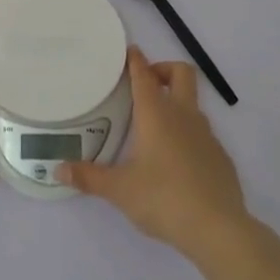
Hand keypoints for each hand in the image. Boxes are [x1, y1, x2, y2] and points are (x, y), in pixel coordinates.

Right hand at [58, 47, 249, 260]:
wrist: (218, 228)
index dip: (136, 60)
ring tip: (153, 127)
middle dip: (163, 70)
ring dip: (176, 103)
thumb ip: (89, 177)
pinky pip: (202, 133)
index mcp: (157, 115)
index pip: (145, 76)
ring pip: (193, 104)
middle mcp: (184, 116)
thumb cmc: (163, 199)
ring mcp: (207, 135)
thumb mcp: (119, 190)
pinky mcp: (220, 156)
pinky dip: (188, 134)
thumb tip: (58, 169)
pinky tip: (175, 161)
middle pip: (181, 74)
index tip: (129, 51)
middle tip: (145, 84)